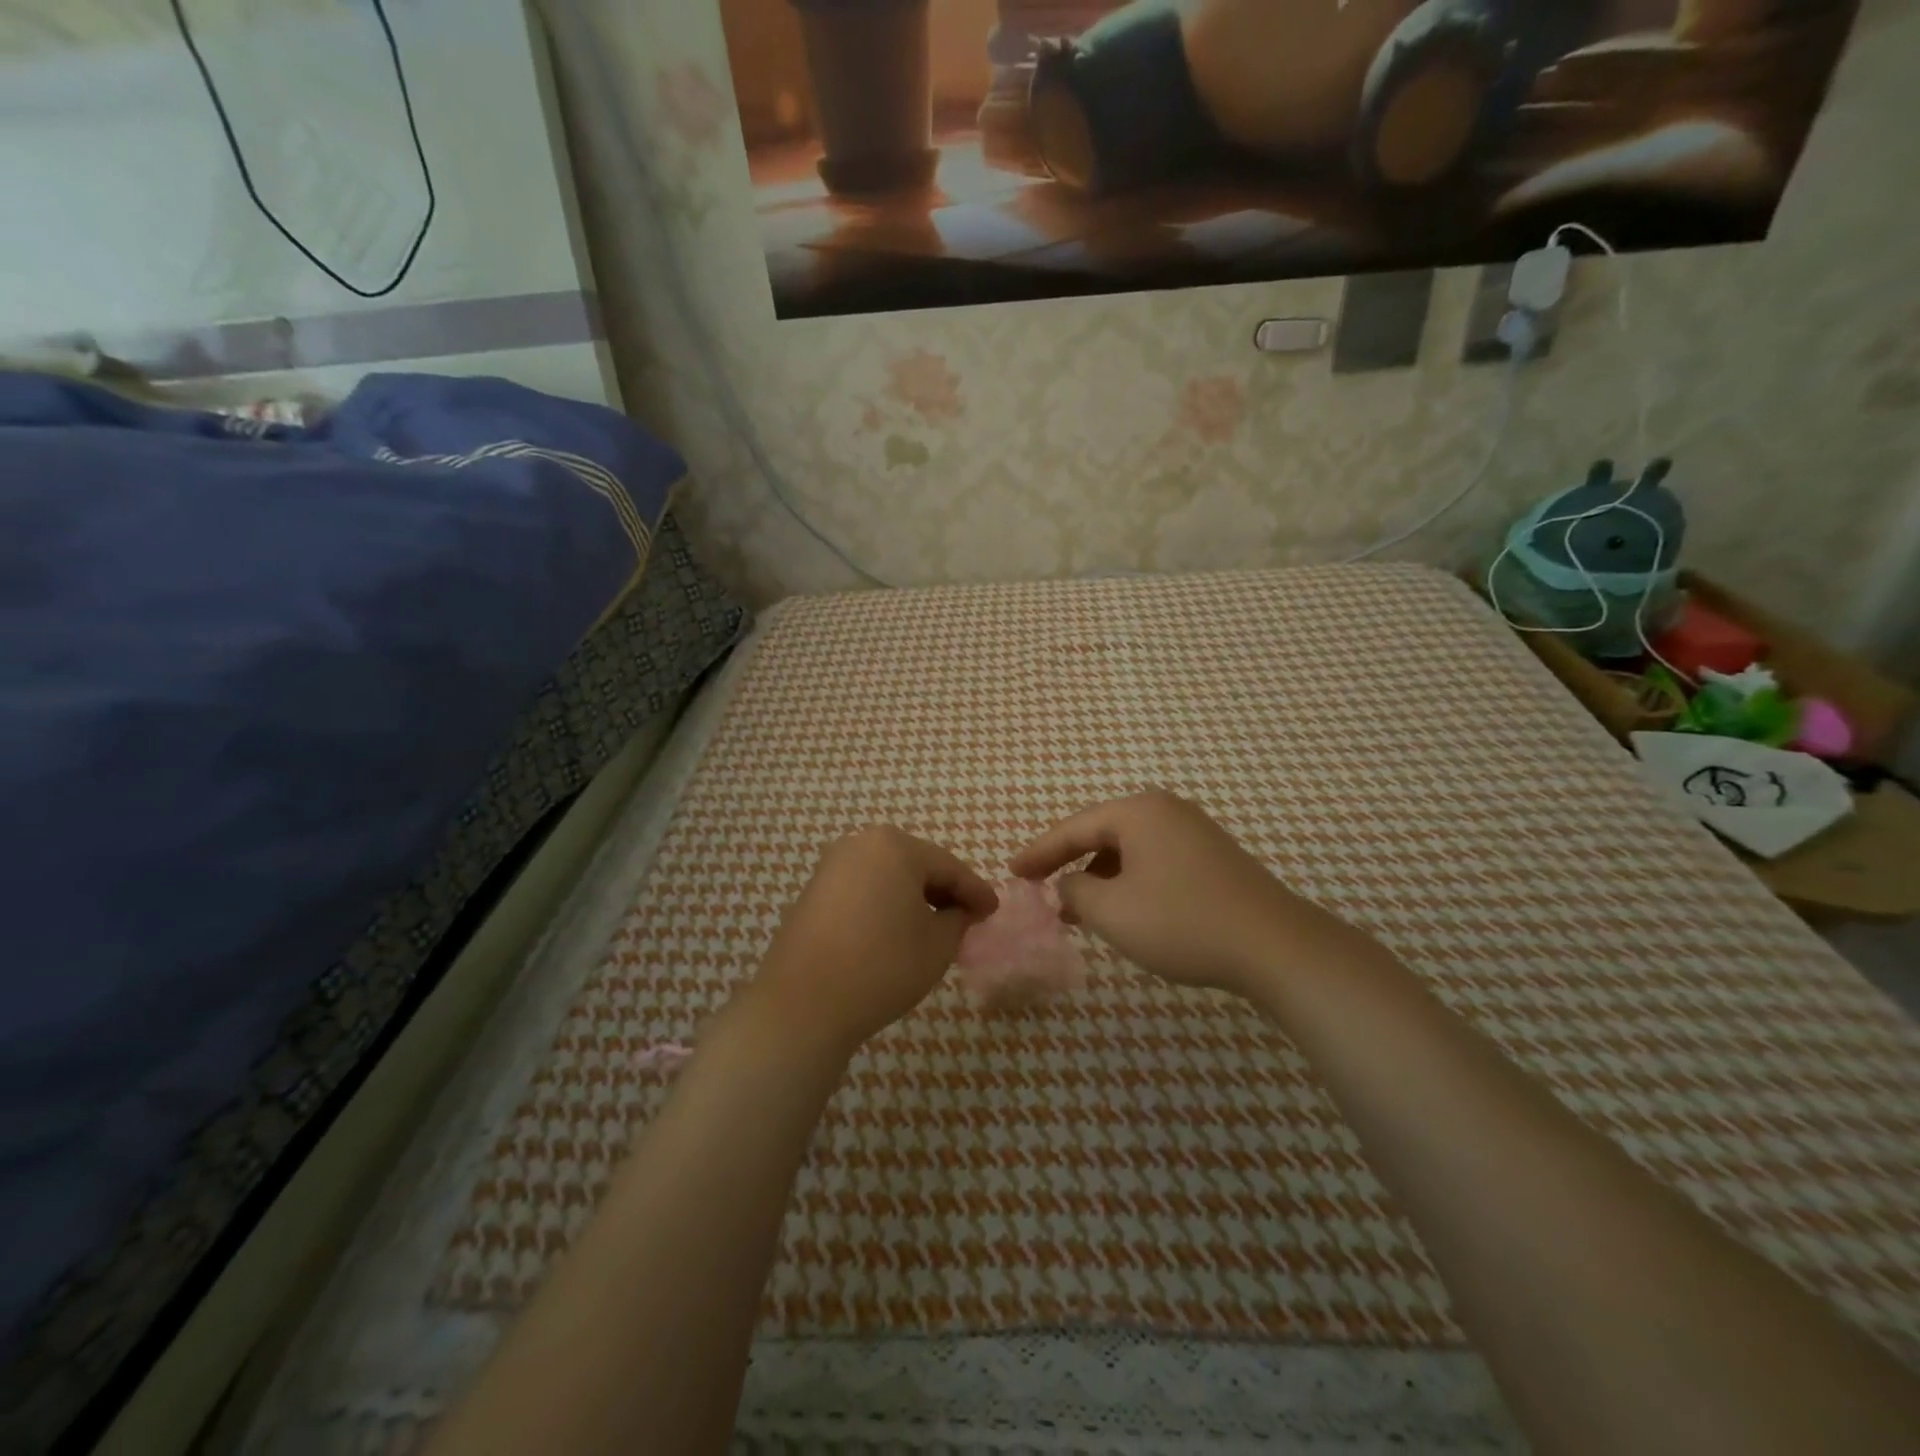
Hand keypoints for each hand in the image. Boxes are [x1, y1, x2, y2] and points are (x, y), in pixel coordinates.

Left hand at [748, 827, 997, 1055]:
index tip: (993, 911)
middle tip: (968, 917)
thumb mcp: (937, 945)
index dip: (975, 891)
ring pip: (887, 877)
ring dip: (913, 898)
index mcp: (895, 846)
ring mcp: (831, 867)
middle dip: (943, 891)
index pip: (949, 867)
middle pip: (915, 865)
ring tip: (934, 927)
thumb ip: (958, 919)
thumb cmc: (882, 965)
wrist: (803, 1003)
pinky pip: (862, 890)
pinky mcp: (812, 892)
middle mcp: (860, 844)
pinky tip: (896, 931)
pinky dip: (884, 905)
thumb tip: (959, 911)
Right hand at [1010, 790, 1320, 997]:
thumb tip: (1068, 883)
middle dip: (1069, 863)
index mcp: (1138, 812)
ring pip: (1129, 850)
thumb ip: (1075, 890)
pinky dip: (1130, 882)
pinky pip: (1154, 861)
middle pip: (1102, 834)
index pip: (1073, 827)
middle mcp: (1166, 810)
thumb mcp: (1112, 910)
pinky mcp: (1212, 857)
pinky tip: (1124, 911)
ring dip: (1100, 877)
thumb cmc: (1182, 922)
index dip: (1038, 852)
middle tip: (1039, 887)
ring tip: (1079, 910)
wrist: (1275, 946)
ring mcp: (1194, 831)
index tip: (1011, 872)